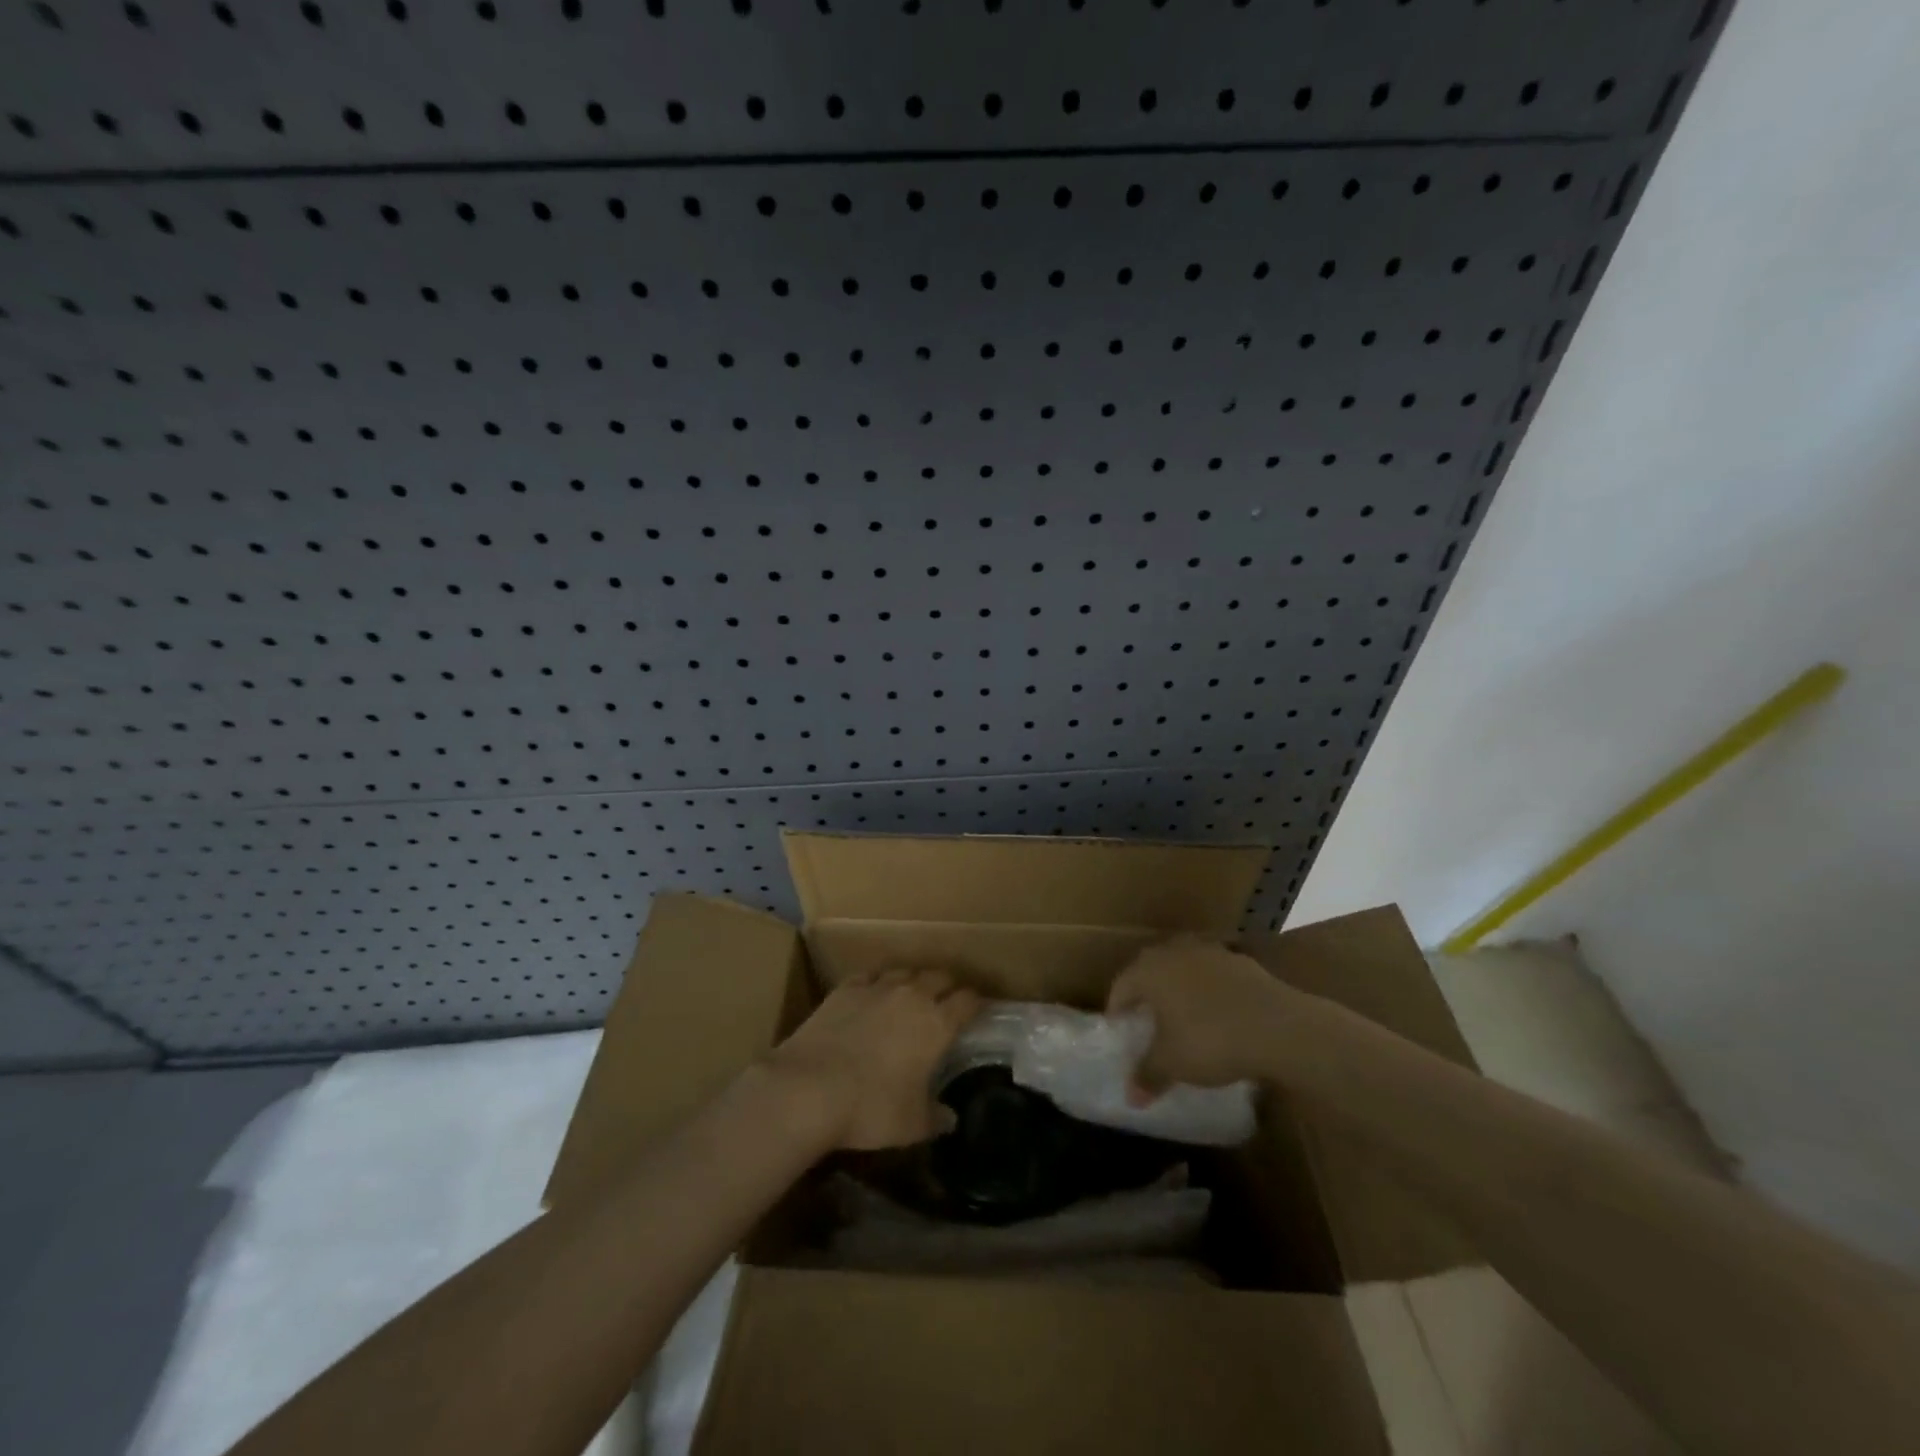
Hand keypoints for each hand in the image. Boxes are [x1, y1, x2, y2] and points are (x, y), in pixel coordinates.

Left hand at [764, 970, 980, 1150]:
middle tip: (947, 1001)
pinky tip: (872, 992)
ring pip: (905, 970)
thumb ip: (935, 1117)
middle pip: (939, 976)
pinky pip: (869, 975)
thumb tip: (951, 1119)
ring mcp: (876, 987)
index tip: (978, 1010)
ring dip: (913, 980)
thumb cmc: (870, 1108)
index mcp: (937, 1024)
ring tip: (911, 994)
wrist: (808, 1088)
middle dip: (947, 986)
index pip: (968, 1000)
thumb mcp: (911, 1125)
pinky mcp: (845, 988)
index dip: (976, 1003)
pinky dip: (877, 981)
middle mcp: (912, 995)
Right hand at [1107, 937, 1297, 1102]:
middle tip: (1145, 1020)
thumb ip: (1148, 1075)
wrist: (1280, 1027)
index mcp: (1150, 970)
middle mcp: (1175, 952)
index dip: (1117, 1010)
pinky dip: (1208, 991)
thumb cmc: (1212, 1040)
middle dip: (1145, 993)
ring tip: (1182, 1016)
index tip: (1119, 1030)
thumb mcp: (1173, 1064)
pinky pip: (1213, 975)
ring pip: (1183, 968)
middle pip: (1150, 970)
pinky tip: (1218, 1015)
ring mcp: (1210, 952)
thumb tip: (1130, 1096)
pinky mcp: (1241, 962)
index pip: (1121, 986)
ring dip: (1178, 988)